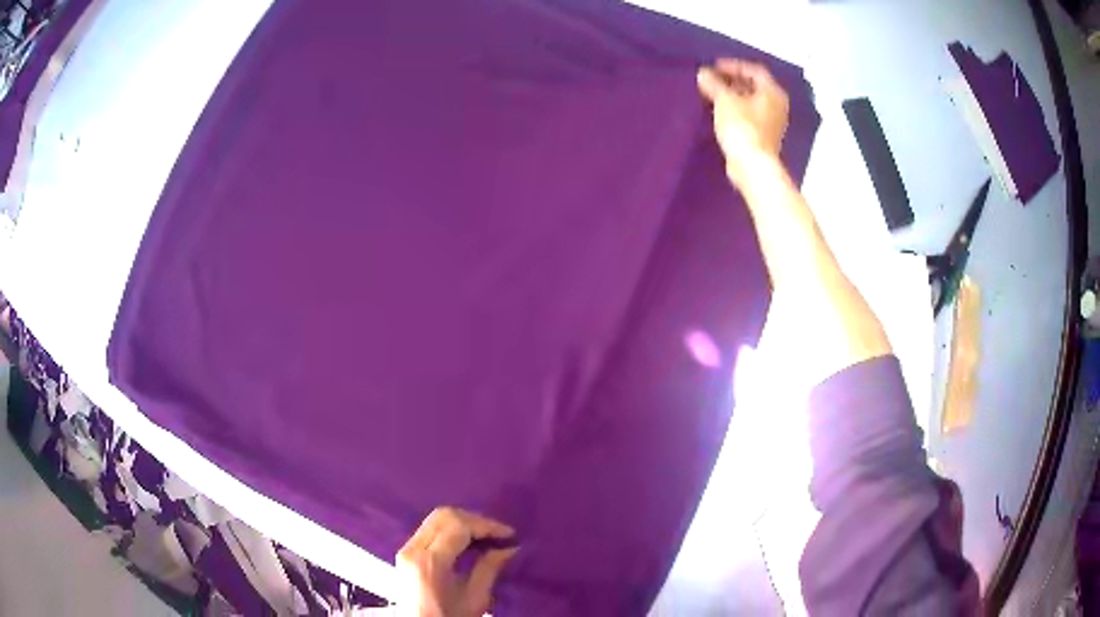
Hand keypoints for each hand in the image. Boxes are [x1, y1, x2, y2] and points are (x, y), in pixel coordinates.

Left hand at [396, 507, 518, 616]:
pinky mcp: (405, 553)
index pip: (458, 526)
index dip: (486, 525)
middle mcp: (412, 549)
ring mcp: (405, 549)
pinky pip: (429, 529)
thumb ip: (489, 569)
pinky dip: (451, 529)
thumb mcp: (475, 599)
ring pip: (435, 519)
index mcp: (430, 562)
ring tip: (487, 537)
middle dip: (475, 520)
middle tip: (499, 533)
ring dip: (463, 522)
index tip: (510, 534)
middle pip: (444, 516)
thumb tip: (510, 548)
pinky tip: (468, 541)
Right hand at [697, 59, 789, 190]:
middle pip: (754, 85)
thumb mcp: (725, 100)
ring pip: (751, 101)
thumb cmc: (742, 127)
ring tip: (713, 94)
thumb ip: (713, 84)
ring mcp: (772, 122)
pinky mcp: (764, 136)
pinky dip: (736, 109)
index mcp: (772, 92)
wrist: (752, 166)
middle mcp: (777, 105)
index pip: (754, 70)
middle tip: (712, 79)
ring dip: (733, 95)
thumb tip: (704, 73)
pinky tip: (720, 112)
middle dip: (732, 80)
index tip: (714, 66)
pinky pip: (749, 115)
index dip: (733, 65)